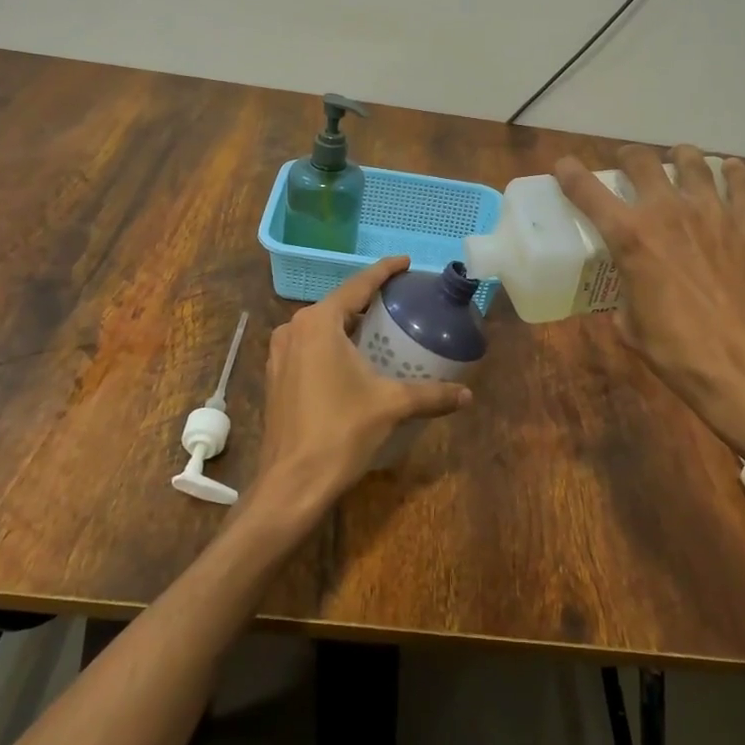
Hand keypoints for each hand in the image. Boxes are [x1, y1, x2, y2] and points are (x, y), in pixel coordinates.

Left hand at [245, 256, 472, 522]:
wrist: (291, 483)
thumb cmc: (340, 432)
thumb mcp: (391, 406)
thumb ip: (431, 395)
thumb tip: (468, 395)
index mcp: (319, 323)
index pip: (358, 285)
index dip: (384, 271)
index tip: (405, 261)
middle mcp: (294, 329)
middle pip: (338, 304)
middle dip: (368, 299)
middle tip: (399, 299)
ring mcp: (280, 354)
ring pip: (321, 327)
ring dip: (349, 323)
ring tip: (379, 326)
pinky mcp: (276, 377)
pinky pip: (310, 347)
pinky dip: (333, 344)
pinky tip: (353, 358)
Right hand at [554, 144, 744, 468]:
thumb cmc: (677, 351)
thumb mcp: (629, 325)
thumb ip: (623, 294)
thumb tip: (626, 291)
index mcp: (630, 237)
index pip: (588, 191)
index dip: (569, 173)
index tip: (563, 166)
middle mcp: (668, 212)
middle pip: (641, 160)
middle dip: (627, 158)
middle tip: (627, 167)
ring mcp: (712, 213)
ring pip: (692, 161)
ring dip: (678, 158)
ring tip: (676, 164)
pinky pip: (740, 182)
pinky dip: (730, 173)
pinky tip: (726, 174)